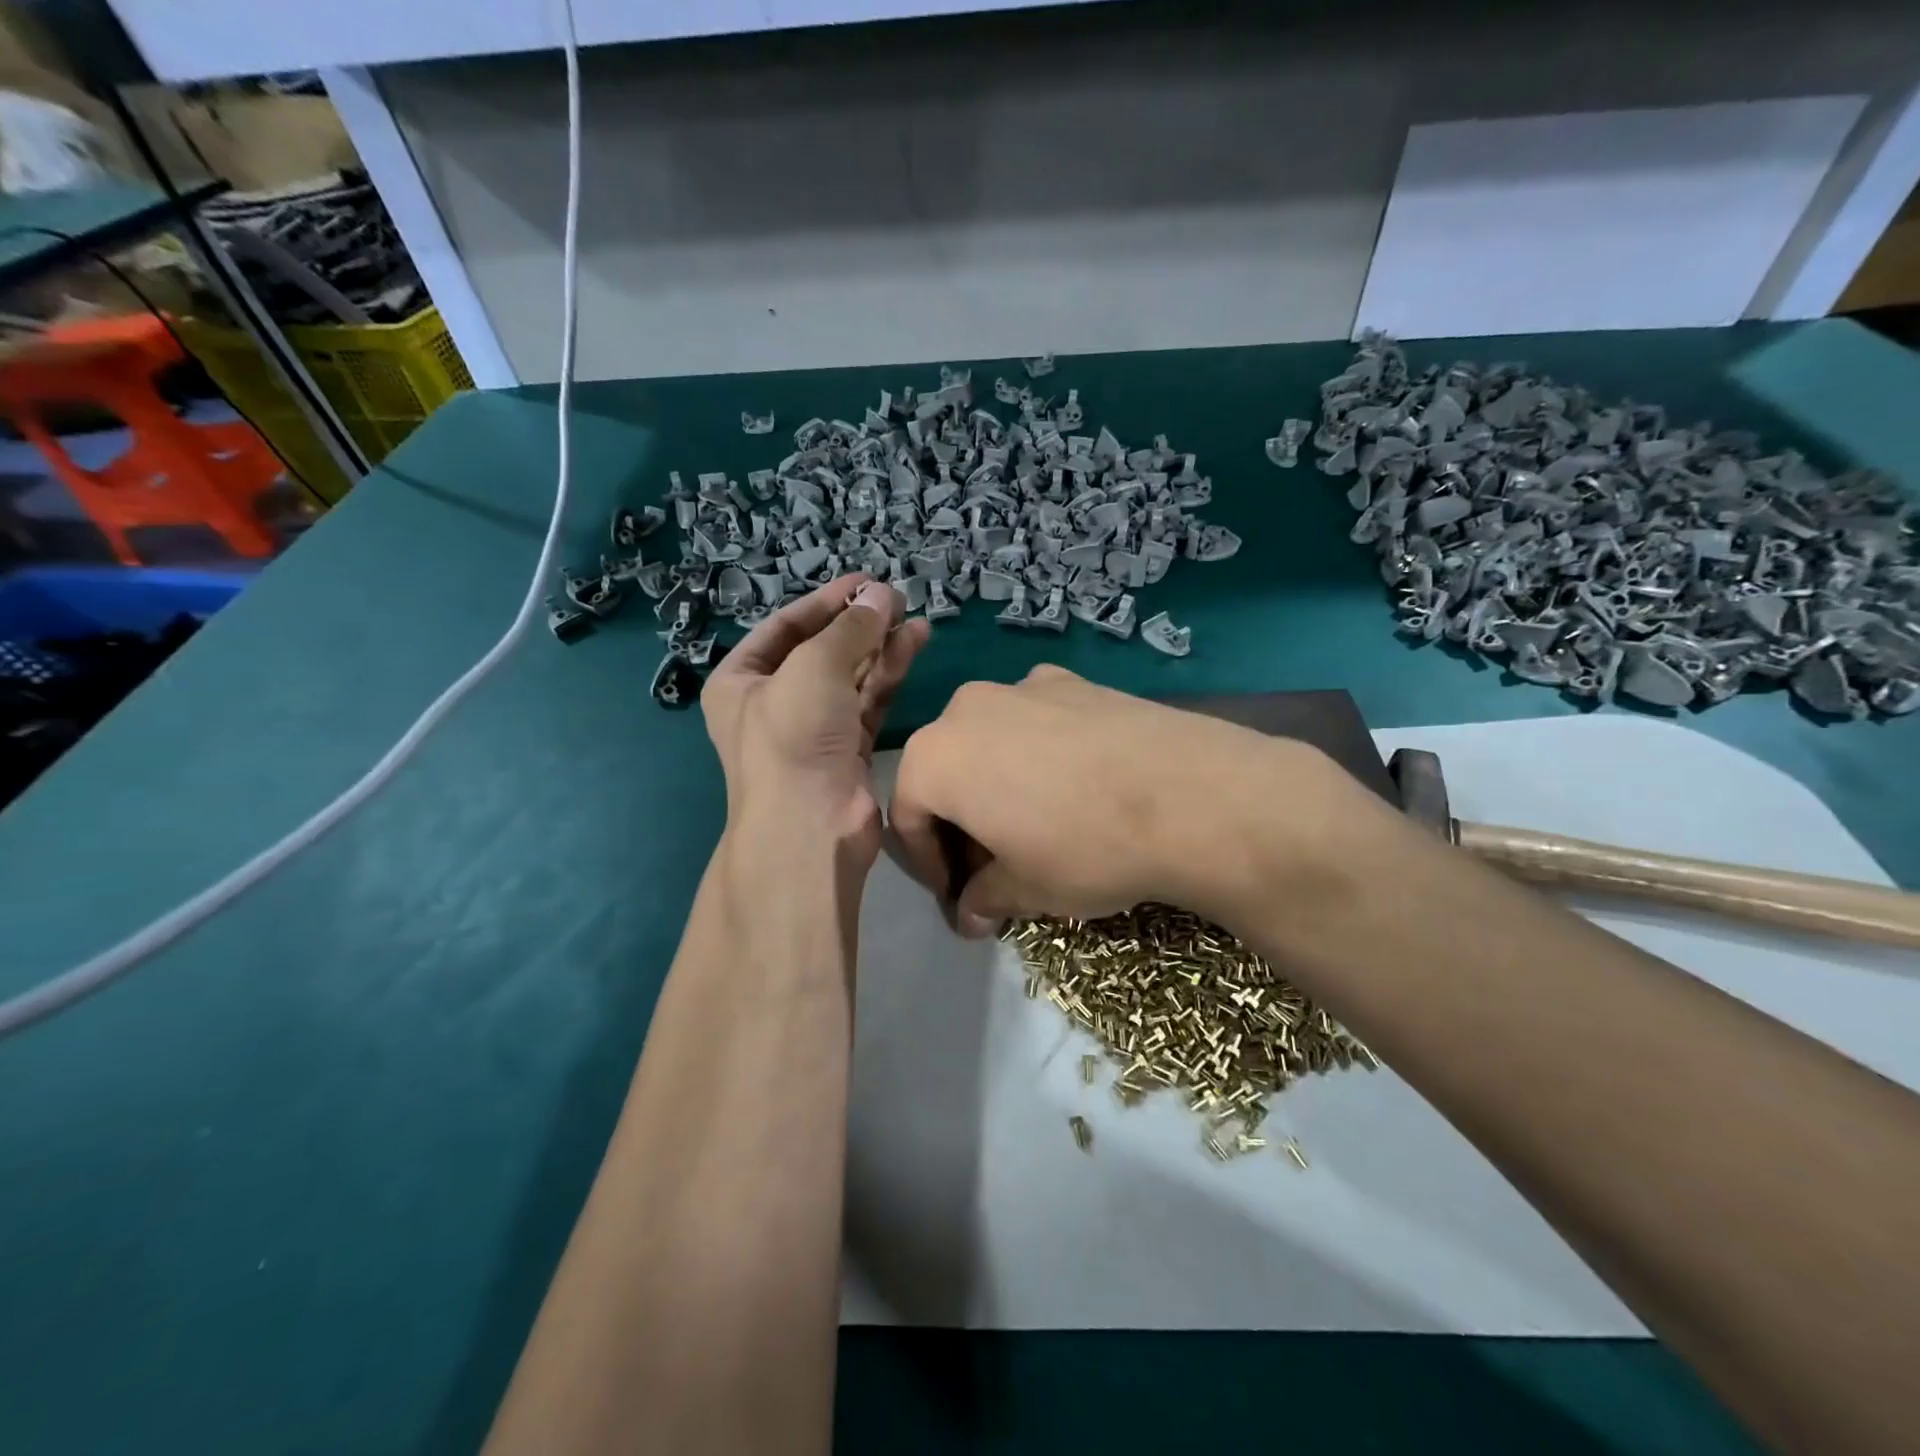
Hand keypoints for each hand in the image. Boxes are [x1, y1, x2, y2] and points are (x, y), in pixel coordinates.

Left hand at [701, 574, 928, 865]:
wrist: (810, 827)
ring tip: (915, 619)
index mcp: (741, 681)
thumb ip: (851, 628)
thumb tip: (882, 593)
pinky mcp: (847, 749)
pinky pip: (868, 701)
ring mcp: (812, 728)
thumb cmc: (793, 736)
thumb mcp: (815, 667)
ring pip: (850, 676)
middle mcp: (774, 703)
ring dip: (881, 647)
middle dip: (858, 624)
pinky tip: (914, 645)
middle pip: (821, 650)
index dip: (825, 602)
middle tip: (895, 599)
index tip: (864, 582)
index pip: (785, 627)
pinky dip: (890, 674)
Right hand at [888, 666, 1360, 935]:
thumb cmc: (1084, 848)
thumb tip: (971, 915)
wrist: (1190, 794)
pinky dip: (1037, 754)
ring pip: (989, 741)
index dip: (928, 864)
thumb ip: (985, 898)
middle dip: (960, 822)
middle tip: (993, 864)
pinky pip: (1035, 721)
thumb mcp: (1026, 889)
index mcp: (935, 757)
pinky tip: (1076, 785)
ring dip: (997, 784)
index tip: (957, 896)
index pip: (907, 817)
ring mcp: (1022, 686)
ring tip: (1035, 823)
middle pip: (946, 772)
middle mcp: (966, 708)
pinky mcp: (1073, 680)